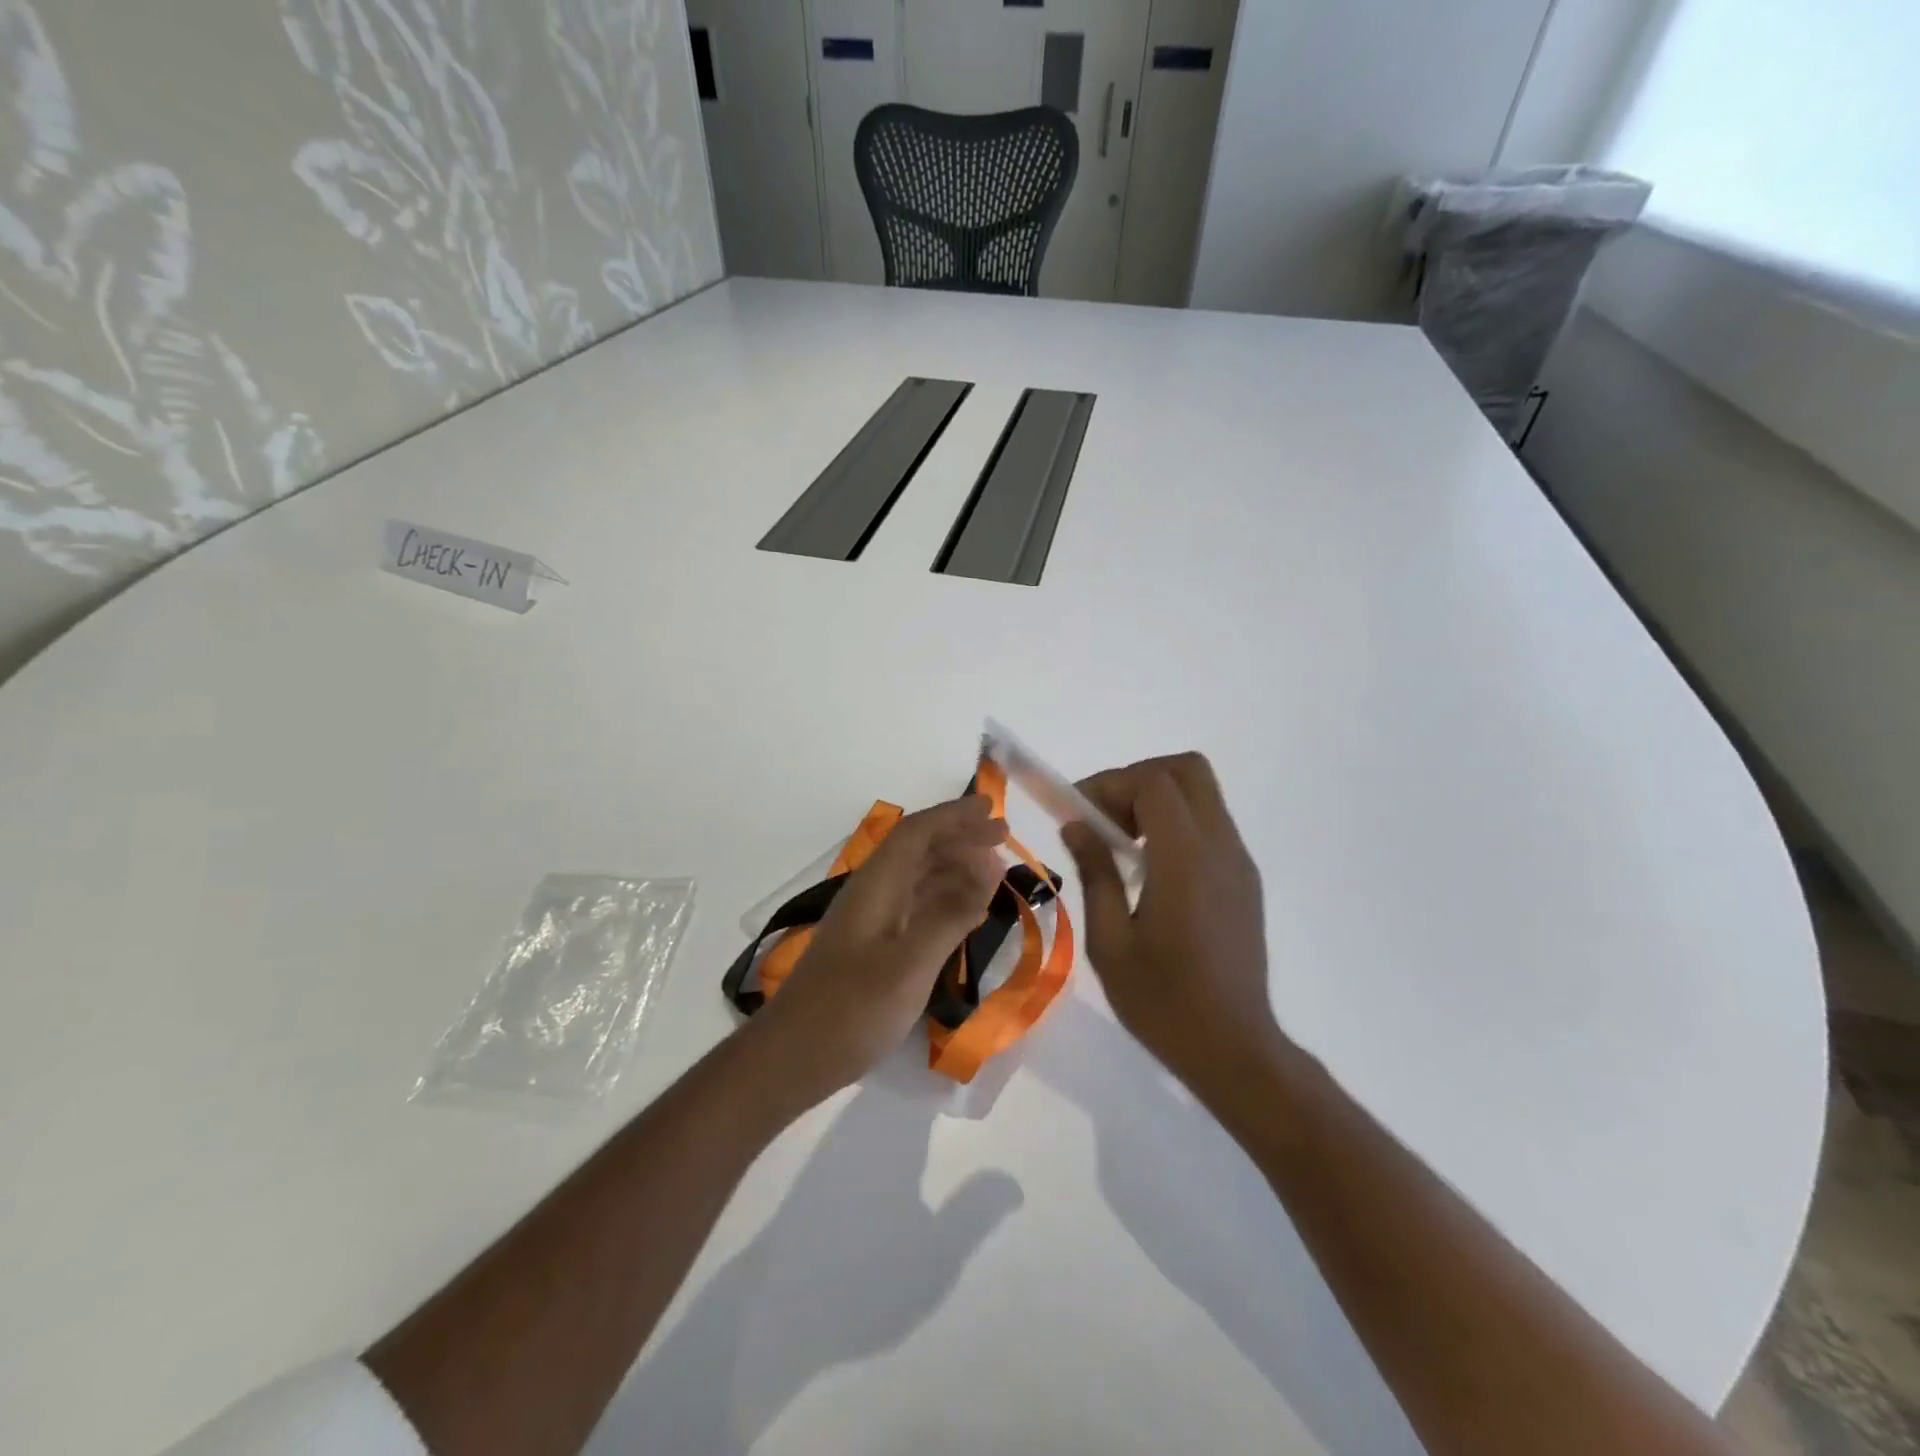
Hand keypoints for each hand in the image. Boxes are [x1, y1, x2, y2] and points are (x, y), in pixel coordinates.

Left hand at [754, 795, 1007, 1099]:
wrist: (791, 1060)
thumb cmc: (851, 1010)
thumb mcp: (910, 964)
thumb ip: (950, 914)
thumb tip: (989, 865)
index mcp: (876, 886)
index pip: (917, 832)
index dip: (954, 816)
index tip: (992, 808)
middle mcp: (872, 894)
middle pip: (918, 849)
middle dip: (959, 836)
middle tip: (1002, 834)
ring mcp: (870, 922)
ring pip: (917, 877)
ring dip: (954, 865)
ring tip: (993, 868)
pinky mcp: (872, 948)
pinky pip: (914, 906)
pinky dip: (943, 898)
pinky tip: (964, 909)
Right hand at [1061, 753, 1283, 1100]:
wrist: (1235, 1049)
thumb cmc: (1163, 1001)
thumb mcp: (1110, 941)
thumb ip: (1096, 873)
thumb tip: (1077, 825)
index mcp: (1185, 861)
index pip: (1153, 783)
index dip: (1110, 783)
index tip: (1077, 811)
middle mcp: (1220, 848)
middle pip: (1187, 770)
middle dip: (1138, 779)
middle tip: (1105, 817)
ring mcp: (1239, 863)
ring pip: (1202, 794)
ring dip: (1157, 800)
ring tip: (1121, 844)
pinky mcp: (1245, 880)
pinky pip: (1210, 825)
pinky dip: (1175, 824)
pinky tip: (1149, 869)